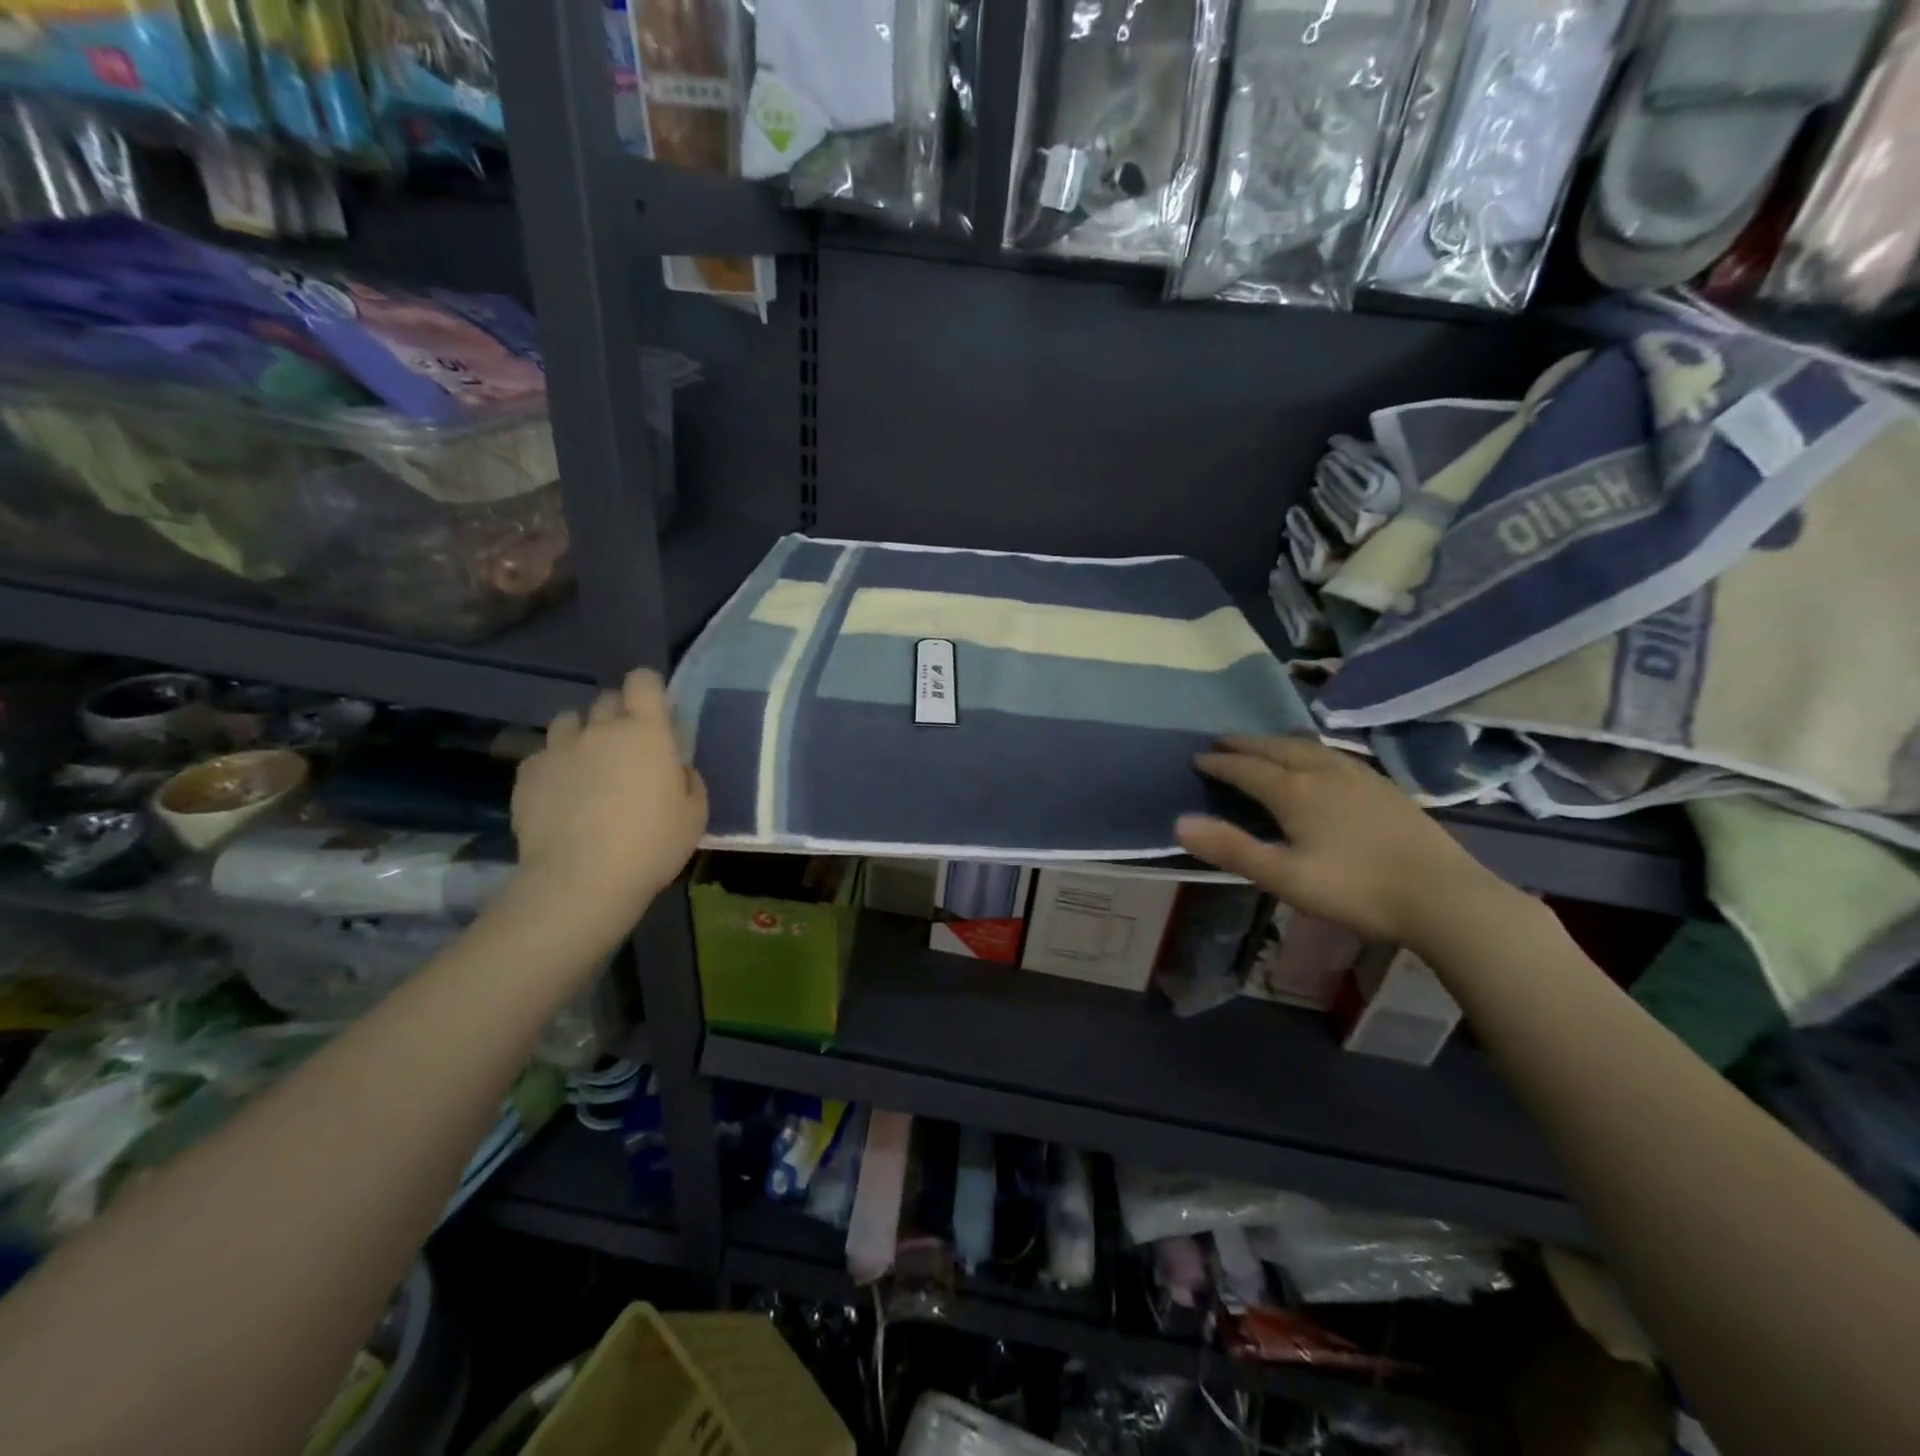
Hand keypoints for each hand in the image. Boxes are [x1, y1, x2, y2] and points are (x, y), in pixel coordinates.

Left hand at [509, 669, 706, 934]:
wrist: (581, 879)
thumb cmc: (652, 845)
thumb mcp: (694, 814)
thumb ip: (686, 779)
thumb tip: (673, 769)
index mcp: (646, 731)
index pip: (643, 681)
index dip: (649, 689)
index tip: (656, 712)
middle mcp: (600, 728)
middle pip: (606, 699)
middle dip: (618, 715)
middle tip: (627, 747)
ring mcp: (558, 749)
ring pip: (569, 721)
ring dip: (582, 734)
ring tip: (588, 764)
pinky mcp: (527, 774)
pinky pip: (543, 755)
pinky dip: (554, 765)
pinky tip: (560, 794)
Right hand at [1176, 735, 1513, 950]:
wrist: (1443, 896)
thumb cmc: (1354, 889)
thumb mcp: (1283, 876)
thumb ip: (1230, 848)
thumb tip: (1179, 822)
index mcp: (1294, 790)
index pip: (1245, 768)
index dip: (1218, 763)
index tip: (1197, 758)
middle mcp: (1322, 771)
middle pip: (1275, 748)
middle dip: (1244, 744)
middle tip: (1221, 742)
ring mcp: (1358, 775)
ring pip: (1307, 747)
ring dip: (1277, 743)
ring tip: (1262, 745)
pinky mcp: (1384, 786)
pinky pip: (1333, 754)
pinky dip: (1309, 750)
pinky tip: (1319, 762)